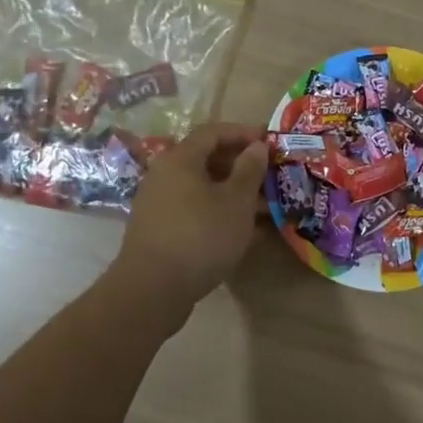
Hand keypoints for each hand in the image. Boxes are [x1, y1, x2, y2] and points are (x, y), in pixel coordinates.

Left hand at [111, 122, 268, 331]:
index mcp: (180, 159)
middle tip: (270, 176)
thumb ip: (249, 170)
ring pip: (203, 189)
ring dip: (234, 193)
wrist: (152, 290)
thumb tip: (257, 146)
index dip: (243, 133)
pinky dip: (220, 213)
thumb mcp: (236, 201)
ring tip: (265, 208)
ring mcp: (160, 204)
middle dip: (242, 166)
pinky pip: (195, 211)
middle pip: (207, 160)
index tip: (270, 142)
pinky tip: (244, 232)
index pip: (213, 132)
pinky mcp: (160, 230)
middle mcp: (165, 175)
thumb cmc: (200, 236)